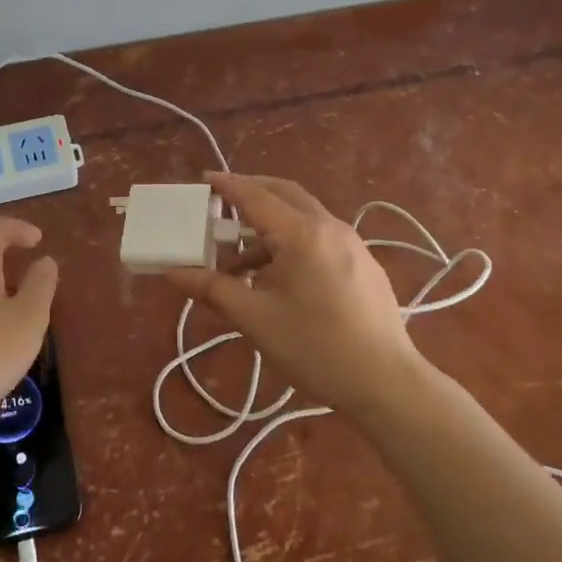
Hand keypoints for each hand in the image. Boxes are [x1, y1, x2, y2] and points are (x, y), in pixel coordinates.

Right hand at [165, 173, 431, 420]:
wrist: (387, 383)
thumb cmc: (316, 348)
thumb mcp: (257, 319)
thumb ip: (214, 289)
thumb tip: (174, 273)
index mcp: (302, 234)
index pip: (256, 197)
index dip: (227, 186)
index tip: (204, 178)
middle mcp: (330, 227)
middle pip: (285, 194)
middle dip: (252, 193)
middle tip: (221, 203)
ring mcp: (352, 243)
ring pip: (303, 217)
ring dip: (270, 225)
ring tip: (240, 260)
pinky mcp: (363, 263)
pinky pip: (319, 237)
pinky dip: (292, 241)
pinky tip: (278, 276)